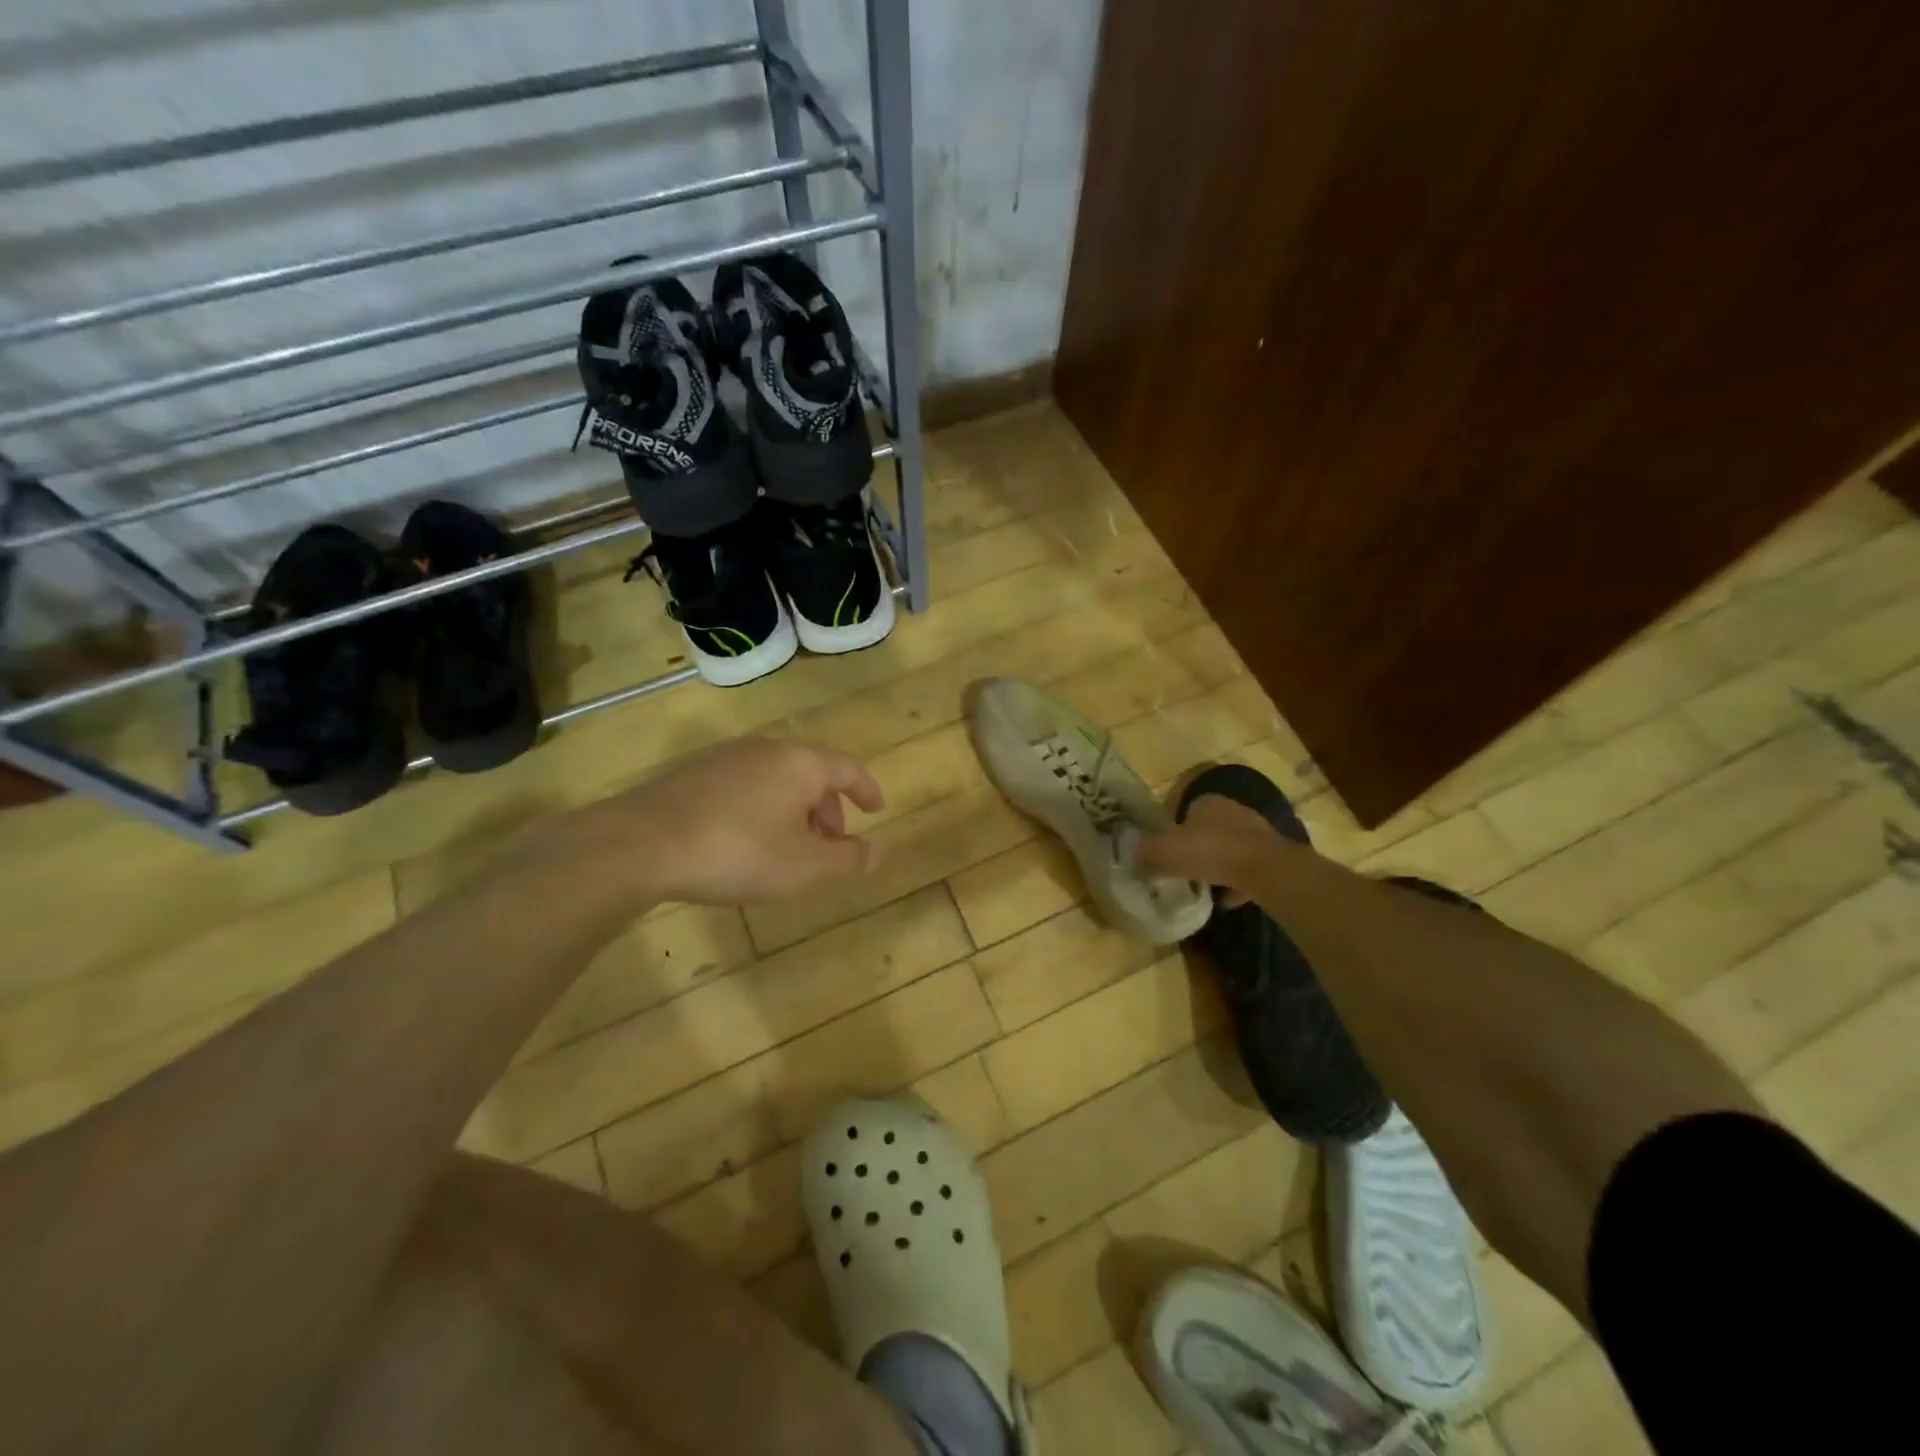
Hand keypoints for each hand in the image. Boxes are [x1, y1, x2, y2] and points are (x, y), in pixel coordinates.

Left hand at [587, 736, 885, 905]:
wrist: (641, 844)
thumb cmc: (738, 852)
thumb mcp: (804, 867)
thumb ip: (848, 859)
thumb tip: (879, 852)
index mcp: (800, 763)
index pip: (847, 768)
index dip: (866, 789)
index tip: (877, 809)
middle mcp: (766, 749)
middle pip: (810, 772)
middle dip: (828, 806)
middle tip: (832, 841)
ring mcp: (725, 757)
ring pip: (776, 778)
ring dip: (794, 809)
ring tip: (790, 846)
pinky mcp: (692, 774)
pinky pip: (745, 785)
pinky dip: (761, 807)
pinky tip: (747, 840)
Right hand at [1135, 793, 1287, 907]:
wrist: (1264, 869)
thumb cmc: (1209, 851)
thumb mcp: (1165, 850)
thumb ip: (1146, 850)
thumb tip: (1135, 852)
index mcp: (1207, 802)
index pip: (1184, 811)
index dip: (1172, 831)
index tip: (1165, 852)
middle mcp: (1233, 811)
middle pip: (1208, 829)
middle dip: (1196, 847)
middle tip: (1182, 868)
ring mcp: (1256, 833)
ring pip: (1229, 849)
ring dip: (1218, 864)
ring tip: (1203, 886)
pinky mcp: (1272, 856)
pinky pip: (1247, 870)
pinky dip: (1236, 883)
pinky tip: (1225, 900)